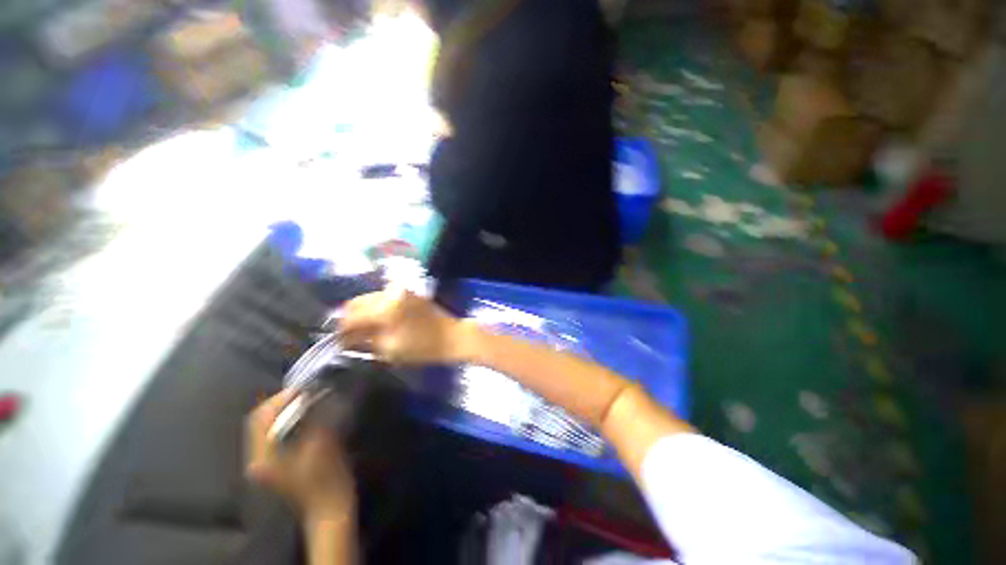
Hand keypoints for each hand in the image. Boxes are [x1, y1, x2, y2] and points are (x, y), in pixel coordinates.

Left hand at [245, 390, 354, 520]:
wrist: (329, 507)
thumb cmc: (326, 479)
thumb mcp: (322, 446)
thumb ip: (315, 419)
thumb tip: (316, 395)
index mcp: (263, 458)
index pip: (260, 419)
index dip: (280, 399)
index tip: (303, 388)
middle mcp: (258, 458)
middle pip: (260, 421)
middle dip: (281, 402)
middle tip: (306, 391)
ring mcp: (265, 462)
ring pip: (267, 425)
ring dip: (285, 409)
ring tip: (307, 398)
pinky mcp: (276, 462)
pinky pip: (276, 432)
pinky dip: (288, 419)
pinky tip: (306, 414)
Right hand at [338, 290, 472, 364]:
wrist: (452, 336)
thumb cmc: (423, 347)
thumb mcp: (390, 349)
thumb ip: (364, 340)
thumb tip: (346, 338)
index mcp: (385, 307)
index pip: (351, 316)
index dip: (341, 331)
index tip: (337, 342)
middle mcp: (390, 292)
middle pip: (356, 302)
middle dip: (349, 319)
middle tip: (348, 336)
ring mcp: (400, 290)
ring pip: (368, 298)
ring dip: (361, 313)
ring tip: (362, 330)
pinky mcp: (407, 291)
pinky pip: (382, 297)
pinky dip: (374, 308)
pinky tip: (376, 322)